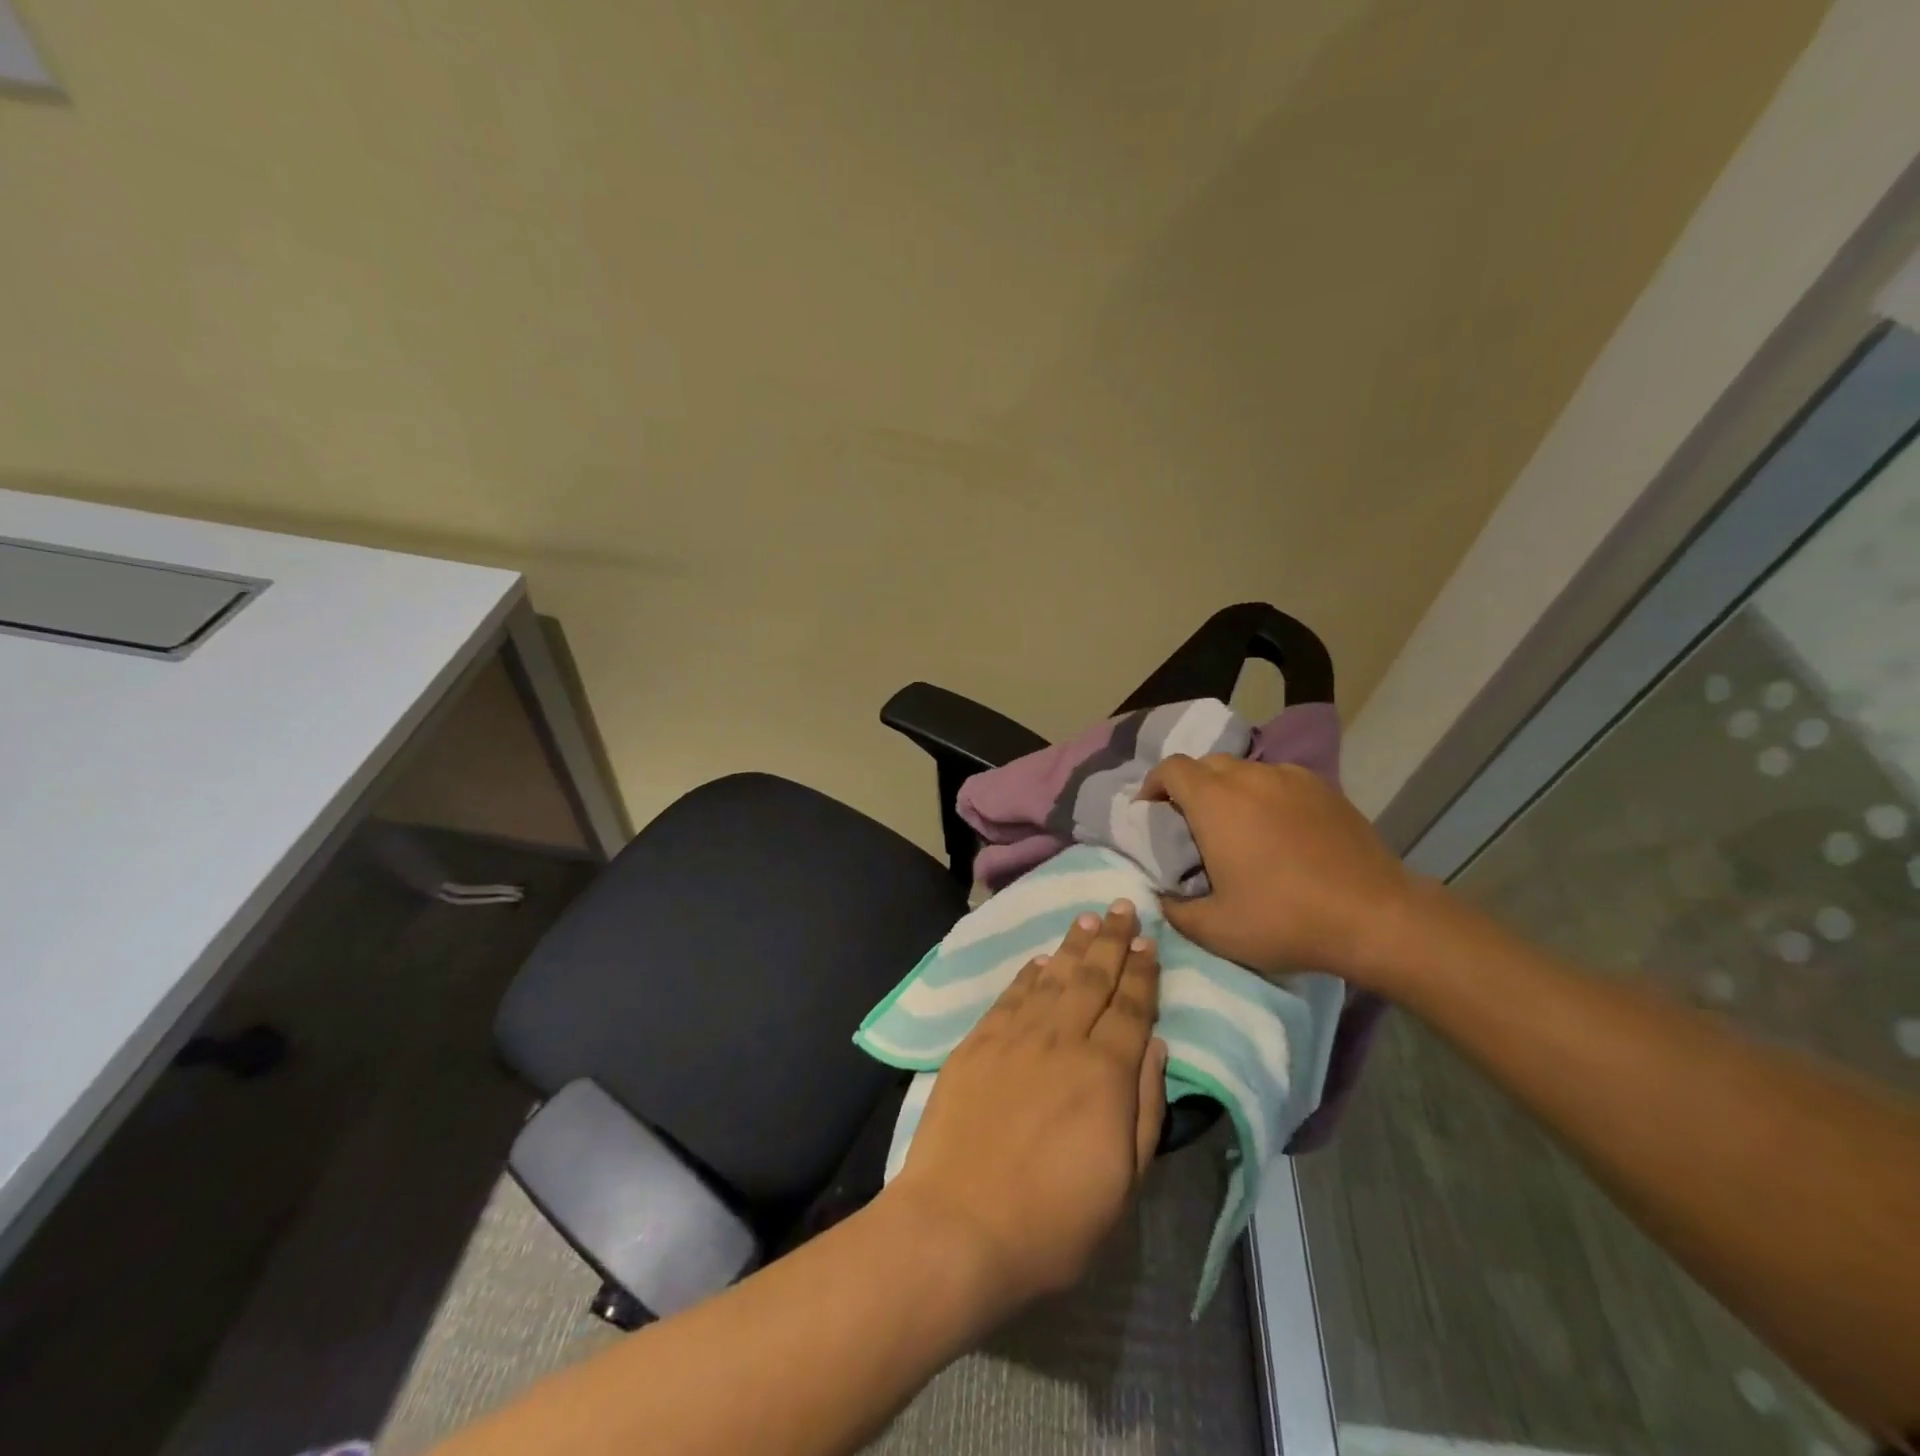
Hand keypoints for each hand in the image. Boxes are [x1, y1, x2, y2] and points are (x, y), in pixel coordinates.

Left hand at [884, 901, 1167, 1310]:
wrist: (957, 1225)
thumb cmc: (1052, 1222)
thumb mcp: (1123, 1184)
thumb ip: (1146, 1109)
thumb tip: (1156, 1047)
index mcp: (1104, 1073)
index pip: (1131, 1008)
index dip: (1142, 973)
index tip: (1150, 942)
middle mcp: (1062, 1040)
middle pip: (1093, 979)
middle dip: (1111, 941)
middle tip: (1122, 907)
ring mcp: (1014, 1037)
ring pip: (1052, 977)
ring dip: (1073, 946)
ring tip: (1087, 919)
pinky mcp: (977, 1044)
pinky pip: (1010, 995)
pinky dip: (1028, 974)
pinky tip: (1040, 961)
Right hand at [1138, 755, 1421, 987]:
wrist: (1376, 917)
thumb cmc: (1286, 919)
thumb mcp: (1216, 930)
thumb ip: (1175, 911)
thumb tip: (1162, 897)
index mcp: (1216, 802)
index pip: (1171, 768)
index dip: (1153, 784)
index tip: (1150, 811)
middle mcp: (1251, 778)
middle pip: (1206, 764)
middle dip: (1189, 786)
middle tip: (1189, 823)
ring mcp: (1292, 779)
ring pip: (1245, 770)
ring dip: (1228, 789)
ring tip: (1235, 826)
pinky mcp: (1326, 789)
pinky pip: (1280, 780)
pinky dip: (1265, 794)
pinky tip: (1277, 829)